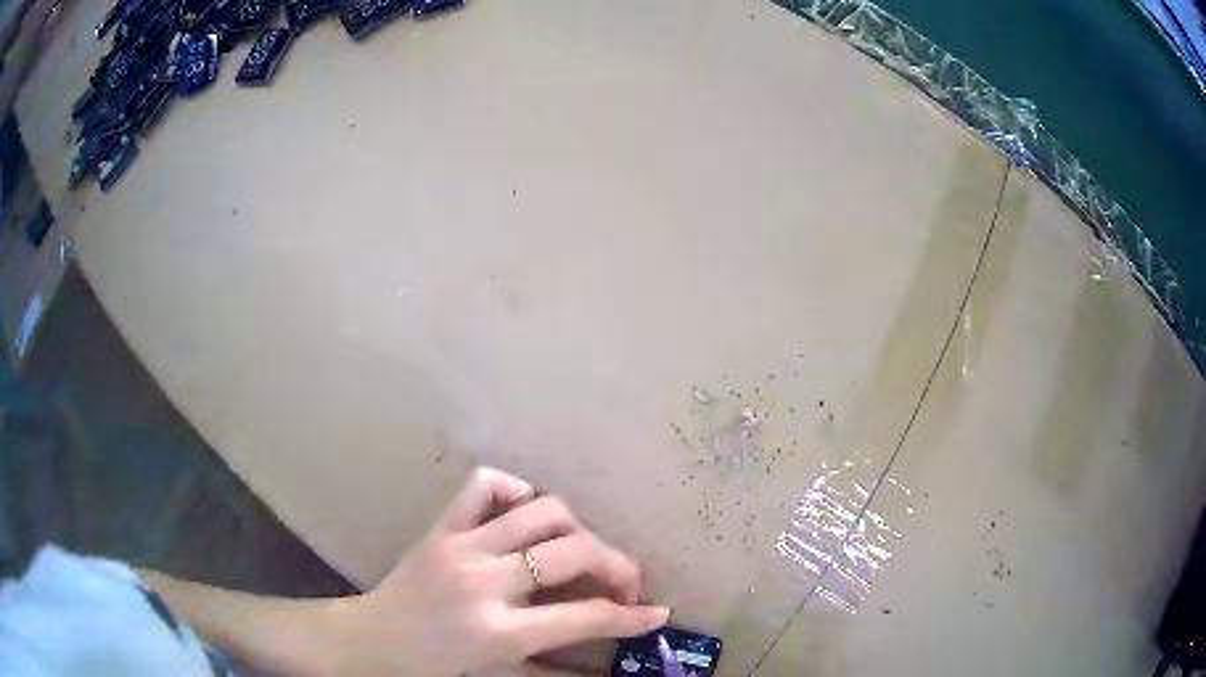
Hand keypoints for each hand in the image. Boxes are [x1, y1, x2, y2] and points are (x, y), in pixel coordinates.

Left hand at [327, 468, 669, 675]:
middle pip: (573, 553)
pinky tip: (526, 514)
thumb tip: (605, 671)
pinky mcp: (439, 528)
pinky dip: (514, 489)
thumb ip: (554, 672)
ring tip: (582, 551)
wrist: (364, 644)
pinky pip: (482, 484)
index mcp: (496, 632)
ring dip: (577, 528)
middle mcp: (483, 583)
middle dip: (617, 565)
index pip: (584, 618)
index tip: (657, 613)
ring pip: (540, 511)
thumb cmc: (430, 669)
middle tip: (625, 582)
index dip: (631, 616)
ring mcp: (459, 547)